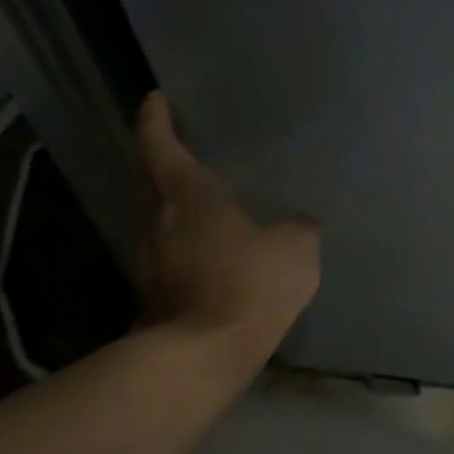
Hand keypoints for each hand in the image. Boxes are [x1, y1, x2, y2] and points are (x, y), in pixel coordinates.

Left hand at [134, 92, 320, 360]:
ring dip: (189, 215)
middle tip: (200, 157)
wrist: (205, 354)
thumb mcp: (297, 248)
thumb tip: (299, 223)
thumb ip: (300, 228)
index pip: (162, 148)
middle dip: (175, 170)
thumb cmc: (249, 283)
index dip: (157, 120)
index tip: (155, 98)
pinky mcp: (159, 295)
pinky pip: (180, 258)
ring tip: (222, 212)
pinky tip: (226, 260)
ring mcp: (153, 262)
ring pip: (169, 225)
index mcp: (190, 199)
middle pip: (160, 186)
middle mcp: (160, 223)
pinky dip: (198, 251)